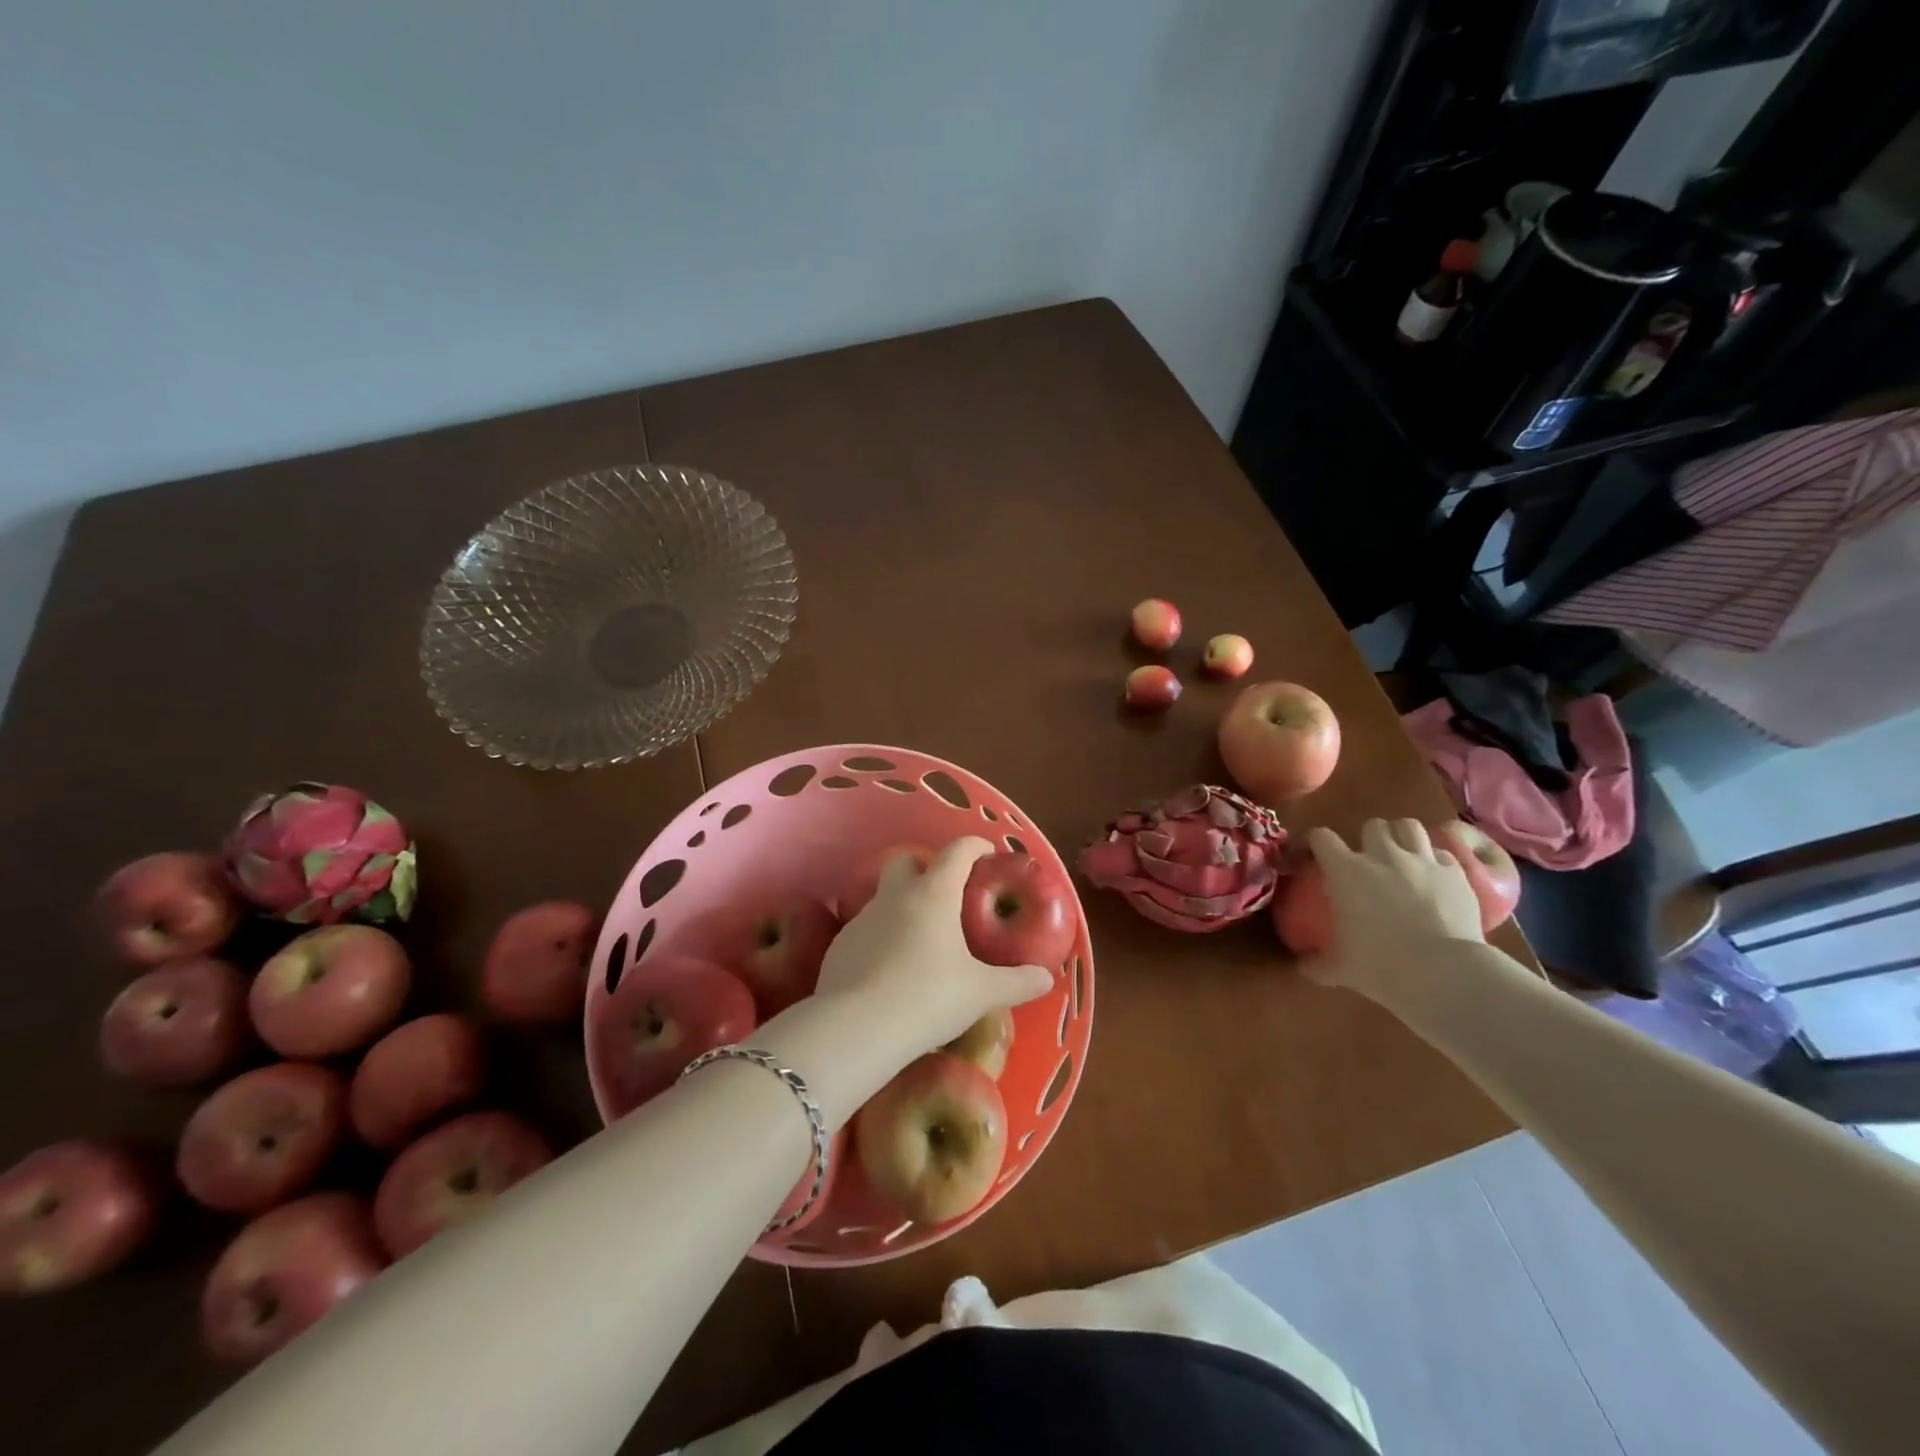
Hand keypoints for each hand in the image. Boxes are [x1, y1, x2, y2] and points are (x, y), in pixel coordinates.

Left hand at [814, 838, 1053, 1070]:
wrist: (857, 1028)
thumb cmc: (929, 998)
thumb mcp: (982, 993)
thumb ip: (1017, 982)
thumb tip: (1046, 978)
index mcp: (934, 893)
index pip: (957, 851)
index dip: (975, 846)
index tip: (987, 854)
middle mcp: (895, 896)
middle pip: (906, 860)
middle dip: (924, 867)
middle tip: (946, 894)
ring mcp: (862, 918)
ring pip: (884, 897)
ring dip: (903, 906)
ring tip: (921, 940)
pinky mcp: (840, 946)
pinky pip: (867, 930)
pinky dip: (882, 938)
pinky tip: (891, 969)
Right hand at [1302, 819, 1484, 998]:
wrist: (1445, 973)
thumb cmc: (1382, 966)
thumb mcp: (1341, 969)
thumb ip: (1318, 964)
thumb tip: (1303, 968)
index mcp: (1346, 871)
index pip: (1322, 837)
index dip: (1317, 842)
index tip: (1316, 854)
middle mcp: (1383, 856)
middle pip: (1372, 825)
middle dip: (1368, 837)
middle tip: (1368, 858)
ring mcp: (1423, 861)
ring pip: (1409, 826)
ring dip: (1403, 837)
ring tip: (1403, 854)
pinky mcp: (1456, 874)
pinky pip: (1443, 854)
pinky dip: (1436, 861)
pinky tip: (1434, 877)